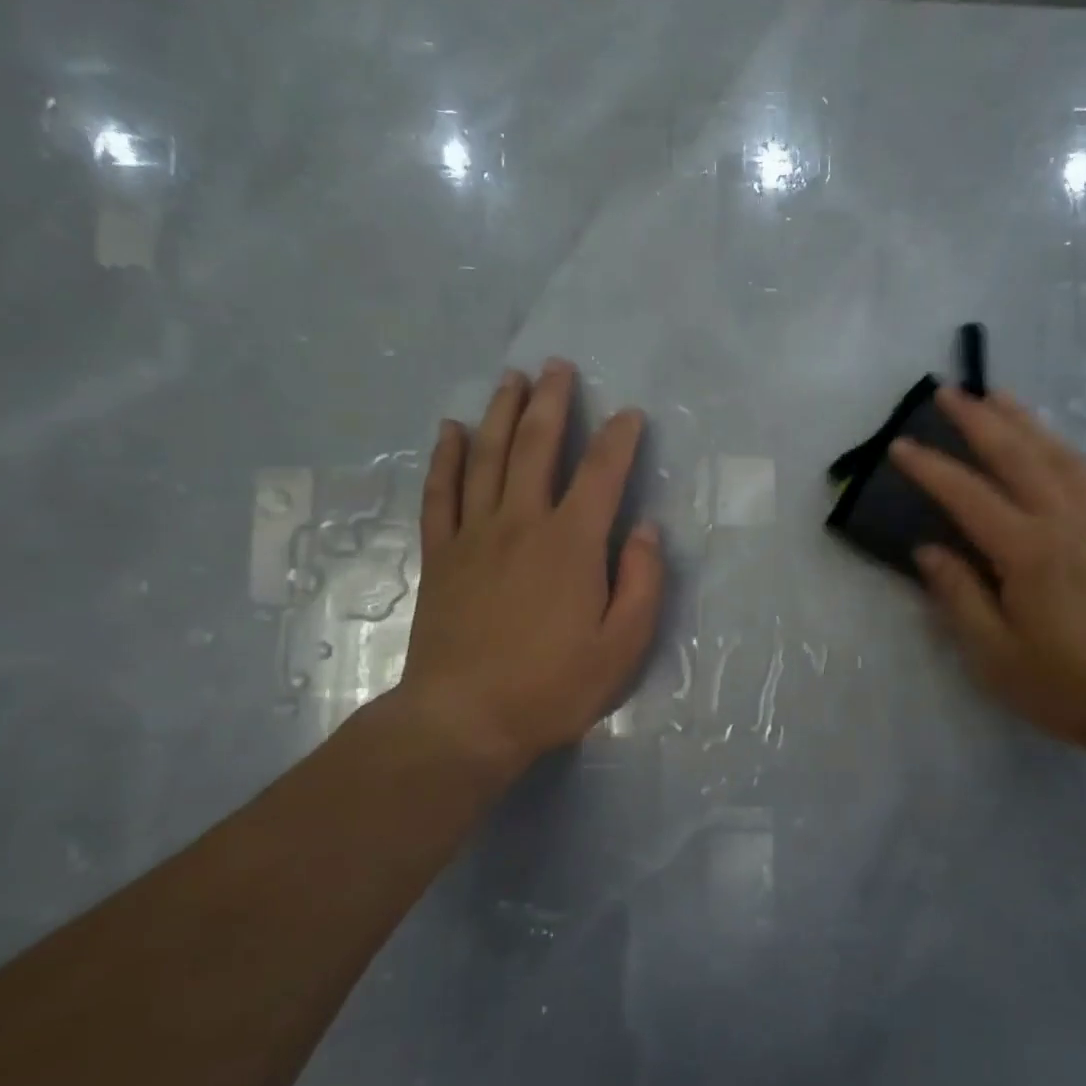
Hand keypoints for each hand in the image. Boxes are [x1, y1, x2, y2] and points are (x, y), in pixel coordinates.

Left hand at [384, 359, 663, 783]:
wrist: (465, 719)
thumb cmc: (554, 686)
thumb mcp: (624, 645)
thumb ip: (642, 581)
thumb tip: (644, 529)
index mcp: (571, 543)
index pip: (602, 473)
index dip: (619, 438)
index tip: (629, 414)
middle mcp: (521, 523)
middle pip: (536, 446)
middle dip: (551, 402)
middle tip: (558, 366)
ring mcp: (474, 536)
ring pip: (487, 457)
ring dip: (500, 413)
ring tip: (511, 379)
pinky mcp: (441, 556)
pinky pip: (441, 494)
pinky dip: (446, 458)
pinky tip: (451, 430)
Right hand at [890, 387, 1085, 757]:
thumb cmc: (1065, 684)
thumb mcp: (994, 654)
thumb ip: (958, 596)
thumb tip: (928, 551)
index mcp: (1029, 551)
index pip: (969, 495)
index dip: (931, 468)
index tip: (899, 445)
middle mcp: (1066, 521)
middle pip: (1018, 455)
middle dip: (979, 419)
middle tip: (949, 391)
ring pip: (1058, 454)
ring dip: (1024, 421)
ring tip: (998, 396)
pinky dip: (1063, 450)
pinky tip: (1054, 448)